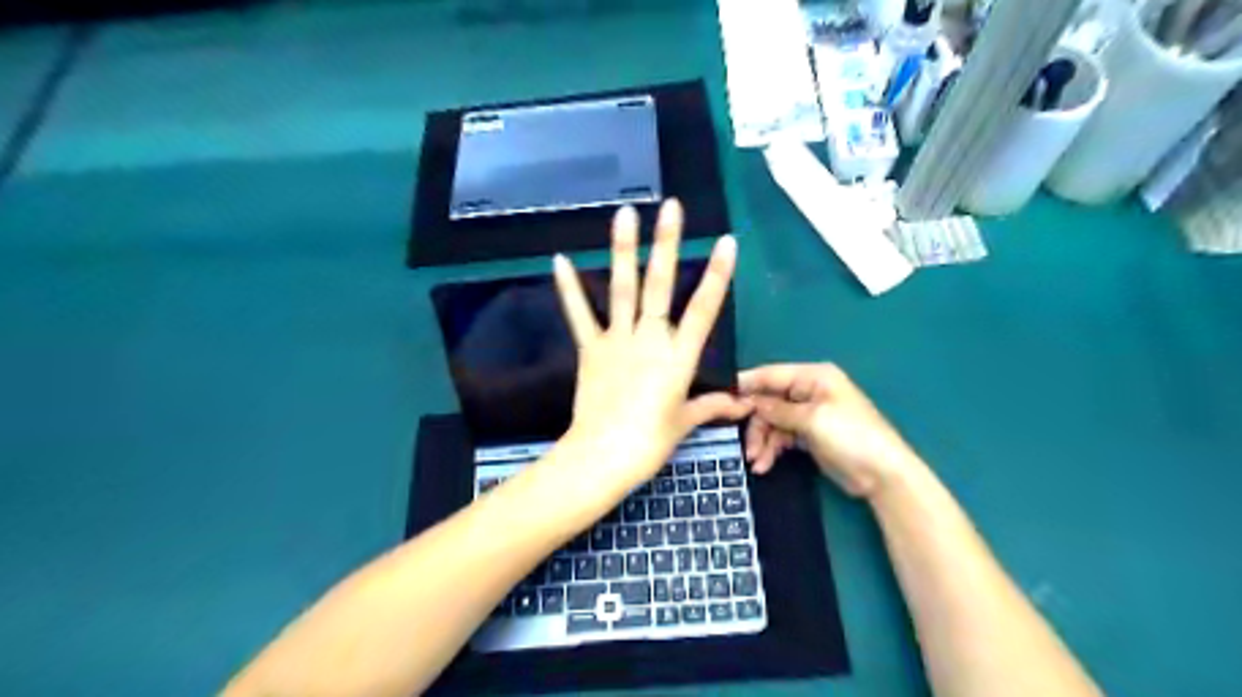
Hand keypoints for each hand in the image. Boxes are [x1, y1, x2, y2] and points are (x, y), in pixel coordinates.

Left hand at [558, 201, 751, 492]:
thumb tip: (742, 405)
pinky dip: (569, 288)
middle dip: (667, 243)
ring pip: (622, 289)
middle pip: (661, 285)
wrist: (603, 456)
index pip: (704, 309)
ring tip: (624, 214)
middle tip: (671, 207)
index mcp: (679, 357)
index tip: (726, 242)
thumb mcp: (684, 423)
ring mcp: (617, 340)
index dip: (717, 274)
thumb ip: (712, 406)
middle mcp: (650, 339)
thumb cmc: (649, 442)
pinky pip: (579, 314)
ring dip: (623, 250)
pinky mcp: (590, 348)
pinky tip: (560, 260)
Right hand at [736, 361, 919, 498]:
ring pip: (772, 422)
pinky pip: (781, 437)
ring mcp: (808, 414)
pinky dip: (772, 449)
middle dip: (756, 423)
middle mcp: (808, 391)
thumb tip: (752, 402)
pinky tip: (764, 465)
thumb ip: (779, 409)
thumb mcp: (812, 419)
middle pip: (769, 401)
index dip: (747, 384)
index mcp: (813, 377)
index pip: (772, 375)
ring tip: (756, 462)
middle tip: (746, 446)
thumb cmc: (850, 436)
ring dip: (762, 441)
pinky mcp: (808, 435)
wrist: (881, 474)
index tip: (723, 397)